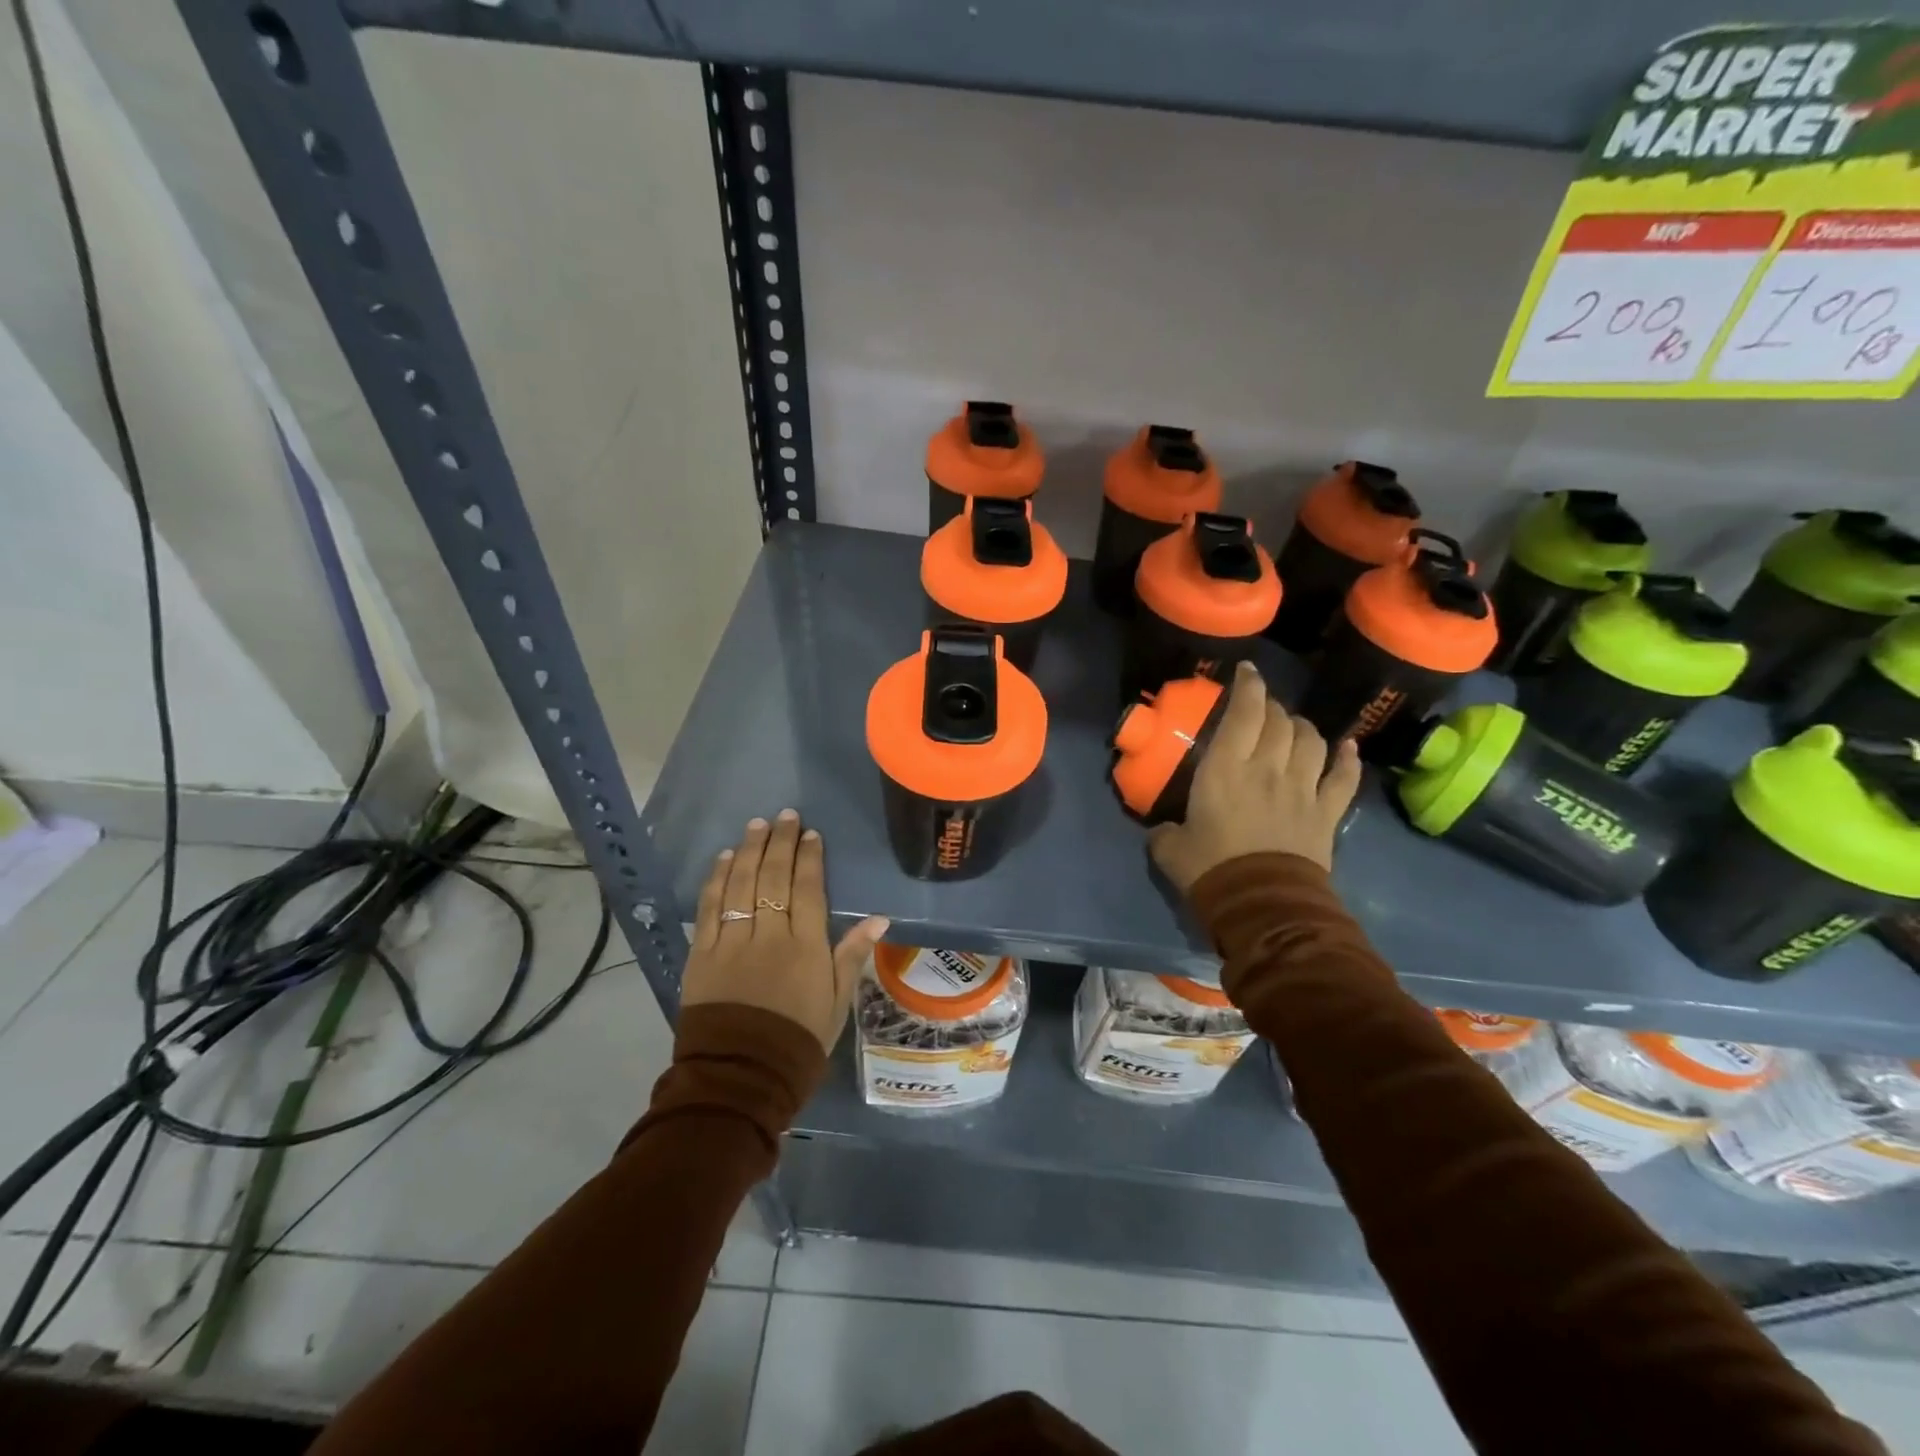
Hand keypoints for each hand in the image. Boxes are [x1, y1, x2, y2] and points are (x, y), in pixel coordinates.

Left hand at [682, 810, 888, 1053]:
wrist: (740, 1078)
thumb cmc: (798, 1042)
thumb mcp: (836, 1003)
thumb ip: (852, 956)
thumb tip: (878, 918)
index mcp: (805, 948)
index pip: (808, 889)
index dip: (809, 858)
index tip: (810, 834)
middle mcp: (768, 936)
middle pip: (774, 878)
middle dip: (781, 843)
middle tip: (785, 816)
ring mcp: (731, 943)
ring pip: (741, 885)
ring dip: (750, 851)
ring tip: (757, 825)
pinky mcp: (702, 955)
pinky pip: (710, 908)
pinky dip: (718, 879)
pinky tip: (726, 858)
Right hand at [1148, 661, 1361, 892]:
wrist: (1263, 906)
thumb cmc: (1211, 869)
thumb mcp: (1170, 848)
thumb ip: (1164, 831)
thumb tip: (1161, 829)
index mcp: (1226, 768)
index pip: (1244, 712)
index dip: (1248, 685)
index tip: (1246, 671)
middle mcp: (1268, 767)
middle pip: (1279, 721)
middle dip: (1270, 706)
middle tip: (1259, 708)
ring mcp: (1302, 789)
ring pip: (1311, 741)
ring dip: (1302, 727)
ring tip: (1292, 727)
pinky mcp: (1326, 813)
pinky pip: (1343, 778)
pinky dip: (1346, 759)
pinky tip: (1347, 747)